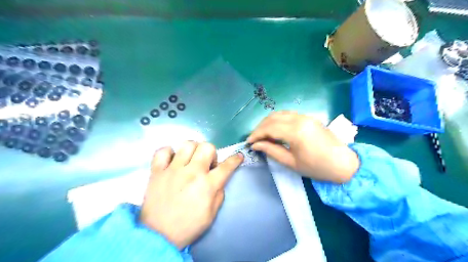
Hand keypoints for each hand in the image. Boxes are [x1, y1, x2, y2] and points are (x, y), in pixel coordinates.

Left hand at [139, 141, 242, 248]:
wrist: (159, 235)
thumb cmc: (189, 225)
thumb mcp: (212, 213)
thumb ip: (219, 193)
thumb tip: (219, 179)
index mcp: (207, 185)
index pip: (227, 166)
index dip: (235, 159)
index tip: (238, 156)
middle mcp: (192, 172)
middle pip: (207, 147)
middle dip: (211, 153)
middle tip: (206, 165)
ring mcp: (173, 170)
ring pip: (187, 145)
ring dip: (193, 150)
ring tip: (190, 160)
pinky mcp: (157, 171)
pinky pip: (162, 151)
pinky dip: (168, 152)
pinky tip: (172, 161)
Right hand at [246, 112, 358, 182]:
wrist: (343, 164)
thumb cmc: (317, 167)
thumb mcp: (291, 162)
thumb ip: (272, 150)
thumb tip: (256, 144)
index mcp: (295, 131)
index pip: (269, 128)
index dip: (256, 134)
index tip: (248, 142)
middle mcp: (299, 119)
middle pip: (272, 118)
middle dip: (260, 128)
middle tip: (254, 139)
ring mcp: (305, 116)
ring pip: (279, 114)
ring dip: (268, 122)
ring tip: (262, 134)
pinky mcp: (309, 117)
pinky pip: (288, 114)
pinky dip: (278, 119)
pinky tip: (275, 128)